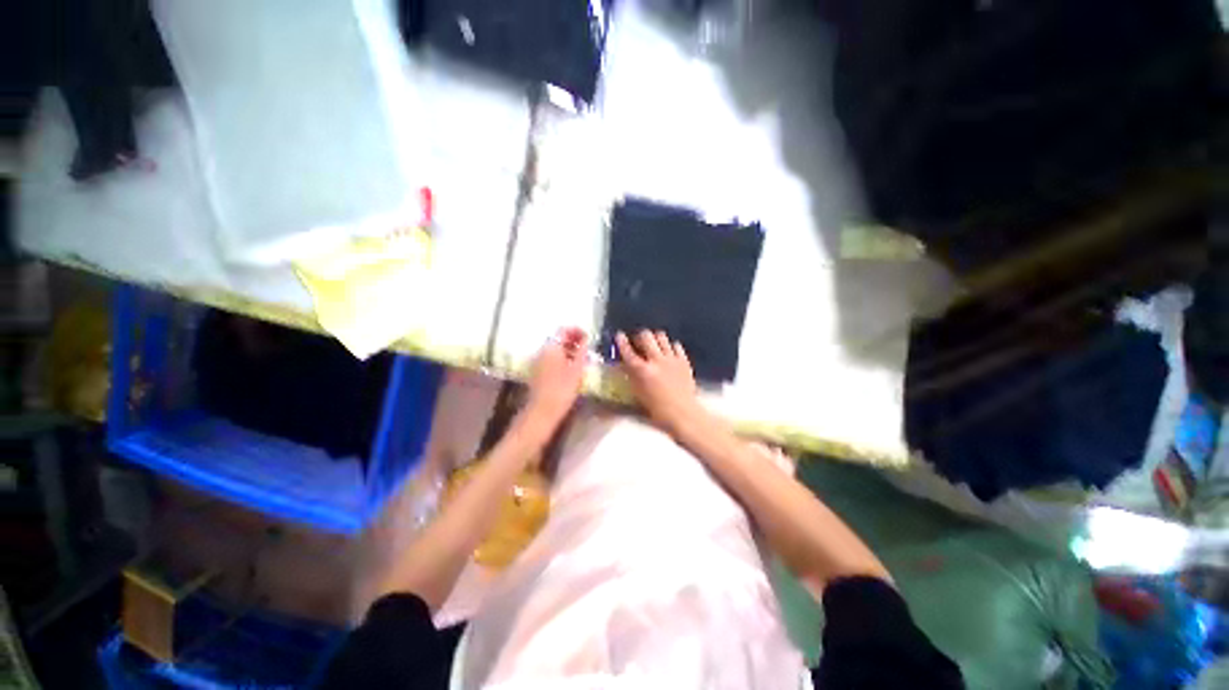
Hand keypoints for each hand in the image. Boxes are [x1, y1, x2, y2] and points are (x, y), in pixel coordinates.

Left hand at [522, 327, 588, 438]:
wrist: (542, 411)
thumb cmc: (562, 389)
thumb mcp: (577, 369)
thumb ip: (582, 351)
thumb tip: (586, 339)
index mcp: (551, 347)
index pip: (563, 330)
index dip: (577, 330)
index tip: (588, 336)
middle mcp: (542, 350)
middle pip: (558, 339)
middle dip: (573, 340)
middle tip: (587, 347)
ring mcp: (538, 361)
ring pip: (554, 349)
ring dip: (568, 349)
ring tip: (582, 357)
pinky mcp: (537, 372)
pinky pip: (551, 358)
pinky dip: (561, 358)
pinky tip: (571, 367)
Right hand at [616, 330, 703, 435]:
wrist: (683, 414)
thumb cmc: (657, 410)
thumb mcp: (638, 394)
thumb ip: (632, 377)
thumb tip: (626, 365)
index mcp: (642, 370)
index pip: (627, 351)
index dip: (621, 341)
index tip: (619, 335)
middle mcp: (655, 360)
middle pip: (645, 336)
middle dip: (640, 336)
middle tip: (638, 341)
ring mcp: (671, 358)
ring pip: (661, 336)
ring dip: (655, 338)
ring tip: (654, 344)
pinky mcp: (683, 360)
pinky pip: (676, 345)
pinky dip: (670, 346)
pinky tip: (669, 352)